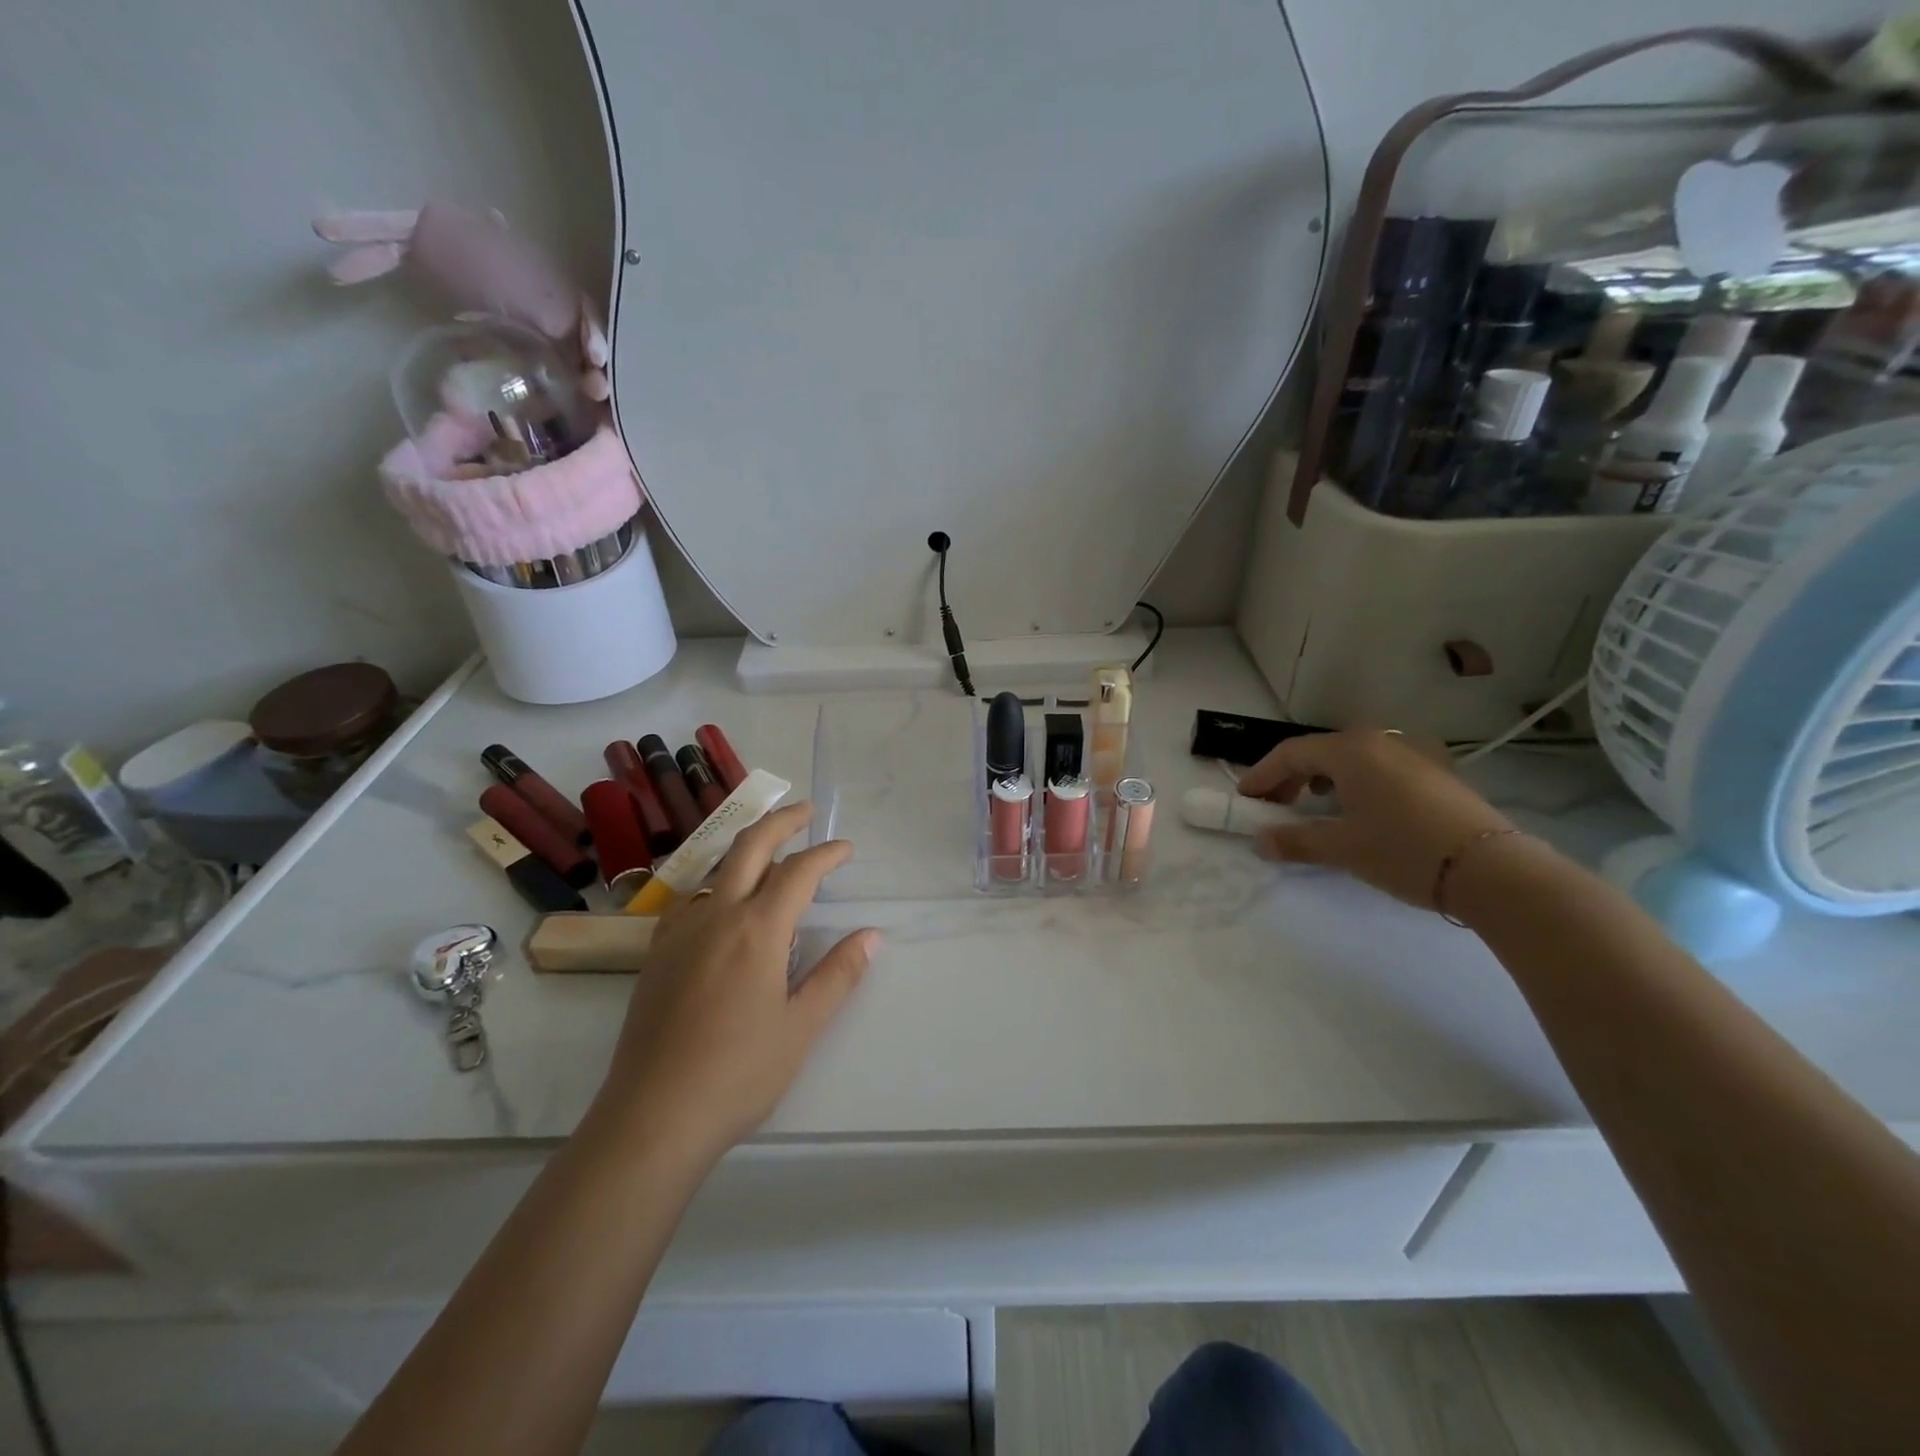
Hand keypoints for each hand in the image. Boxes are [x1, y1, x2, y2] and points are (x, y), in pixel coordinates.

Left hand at [594, 803, 876, 1164]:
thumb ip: (838, 974)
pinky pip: (690, 898)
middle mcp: (717, 915)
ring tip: (768, 850)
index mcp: (757, 930)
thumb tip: (871, 936)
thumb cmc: (739, 1072)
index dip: (827, 854)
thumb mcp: (801, 1026)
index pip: (799, 873)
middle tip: (805, 811)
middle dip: (781, 821)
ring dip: (746, 848)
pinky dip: (715, 882)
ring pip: (716, 868)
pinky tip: (721, 901)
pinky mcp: (656, 954)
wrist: (653, 1115)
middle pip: (749, 847)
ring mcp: (680, 932)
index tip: (846, 849)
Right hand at [1236, 730, 1512, 908]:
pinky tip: (1359, 809)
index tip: (1245, 799)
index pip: (1291, 753)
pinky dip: (1355, 783)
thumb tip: (1259, 841)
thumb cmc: (1404, 850)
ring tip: (1313, 806)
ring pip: (1352, 758)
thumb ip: (1294, 841)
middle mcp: (1380, 741)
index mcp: (1351, 750)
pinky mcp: (1436, 773)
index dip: (1262, 775)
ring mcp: (1413, 754)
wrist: (1493, 870)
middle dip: (1290, 777)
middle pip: (1320, 751)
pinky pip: (1379, 768)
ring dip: (1322, 779)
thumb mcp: (1342, 848)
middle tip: (1274, 806)